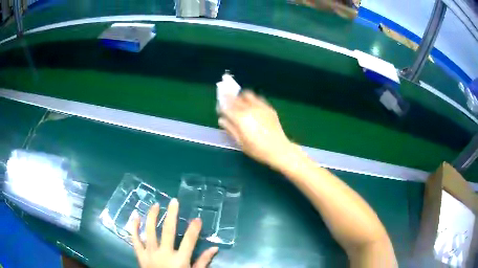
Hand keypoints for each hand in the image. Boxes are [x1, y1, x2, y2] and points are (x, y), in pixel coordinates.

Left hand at [132, 199, 218, 267]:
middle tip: (174, 201)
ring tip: (156, 205)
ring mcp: (150, 253)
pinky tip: (135, 216)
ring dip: (152, 216)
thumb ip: (203, 261)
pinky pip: (135, 239)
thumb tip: (214, 248)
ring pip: (150, 231)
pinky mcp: (140, 254)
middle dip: (171, 215)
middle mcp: (164, 254)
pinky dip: (134, 227)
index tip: (197, 218)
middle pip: (168, 231)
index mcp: (180, 260)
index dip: (194, 229)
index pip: (189, 241)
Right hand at [219, 90, 296, 168]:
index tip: (220, 109)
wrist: (279, 149)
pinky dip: (251, 99)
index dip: (221, 106)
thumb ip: (230, 129)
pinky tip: (251, 106)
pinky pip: (257, 98)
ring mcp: (260, 107)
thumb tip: (222, 120)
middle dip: (229, 98)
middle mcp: (249, 109)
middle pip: (235, 98)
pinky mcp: (268, 108)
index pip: (226, 107)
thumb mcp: (240, 142)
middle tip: (227, 103)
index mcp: (240, 118)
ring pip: (246, 94)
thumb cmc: (257, 149)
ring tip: (239, 103)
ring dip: (240, 97)